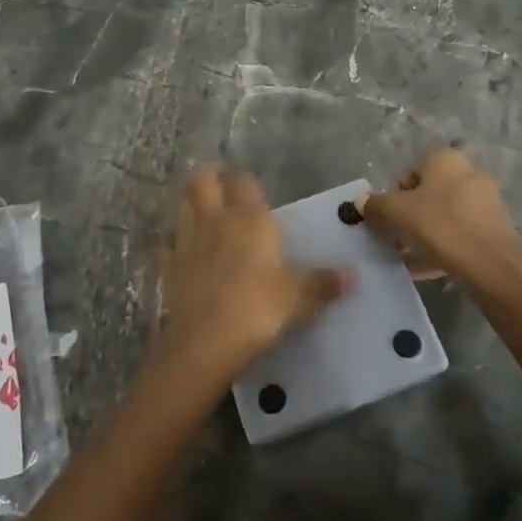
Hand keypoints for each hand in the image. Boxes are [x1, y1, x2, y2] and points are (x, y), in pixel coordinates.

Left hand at [153, 166, 350, 387]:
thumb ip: (322, 283)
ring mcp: (186, 241)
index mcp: (248, 219)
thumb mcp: (298, 299)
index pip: (243, 182)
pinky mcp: (167, 267)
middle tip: (218, 185)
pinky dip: (171, 245)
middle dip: (208, 177)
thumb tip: (354, 275)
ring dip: (188, 204)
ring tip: (200, 213)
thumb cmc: (257, 310)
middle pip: (202, 181)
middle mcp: (214, 220)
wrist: (205, 343)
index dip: (245, 181)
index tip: (250, 187)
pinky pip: (166, 246)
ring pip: (181, 206)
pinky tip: (179, 254)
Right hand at [359, 147, 521, 288]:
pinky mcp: (496, 228)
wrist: (491, 266)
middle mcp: (469, 172)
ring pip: (445, 214)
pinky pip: (461, 233)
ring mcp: (486, 201)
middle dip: (411, 214)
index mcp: (446, 159)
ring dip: (426, 231)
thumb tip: (361, 202)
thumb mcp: (396, 213)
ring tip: (409, 256)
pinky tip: (429, 267)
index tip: (388, 216)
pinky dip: (444, 245)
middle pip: (429, 192)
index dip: (394, 193)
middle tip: (396, 236)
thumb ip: (375, 205)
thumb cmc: (440, 226)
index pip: (411, 169)